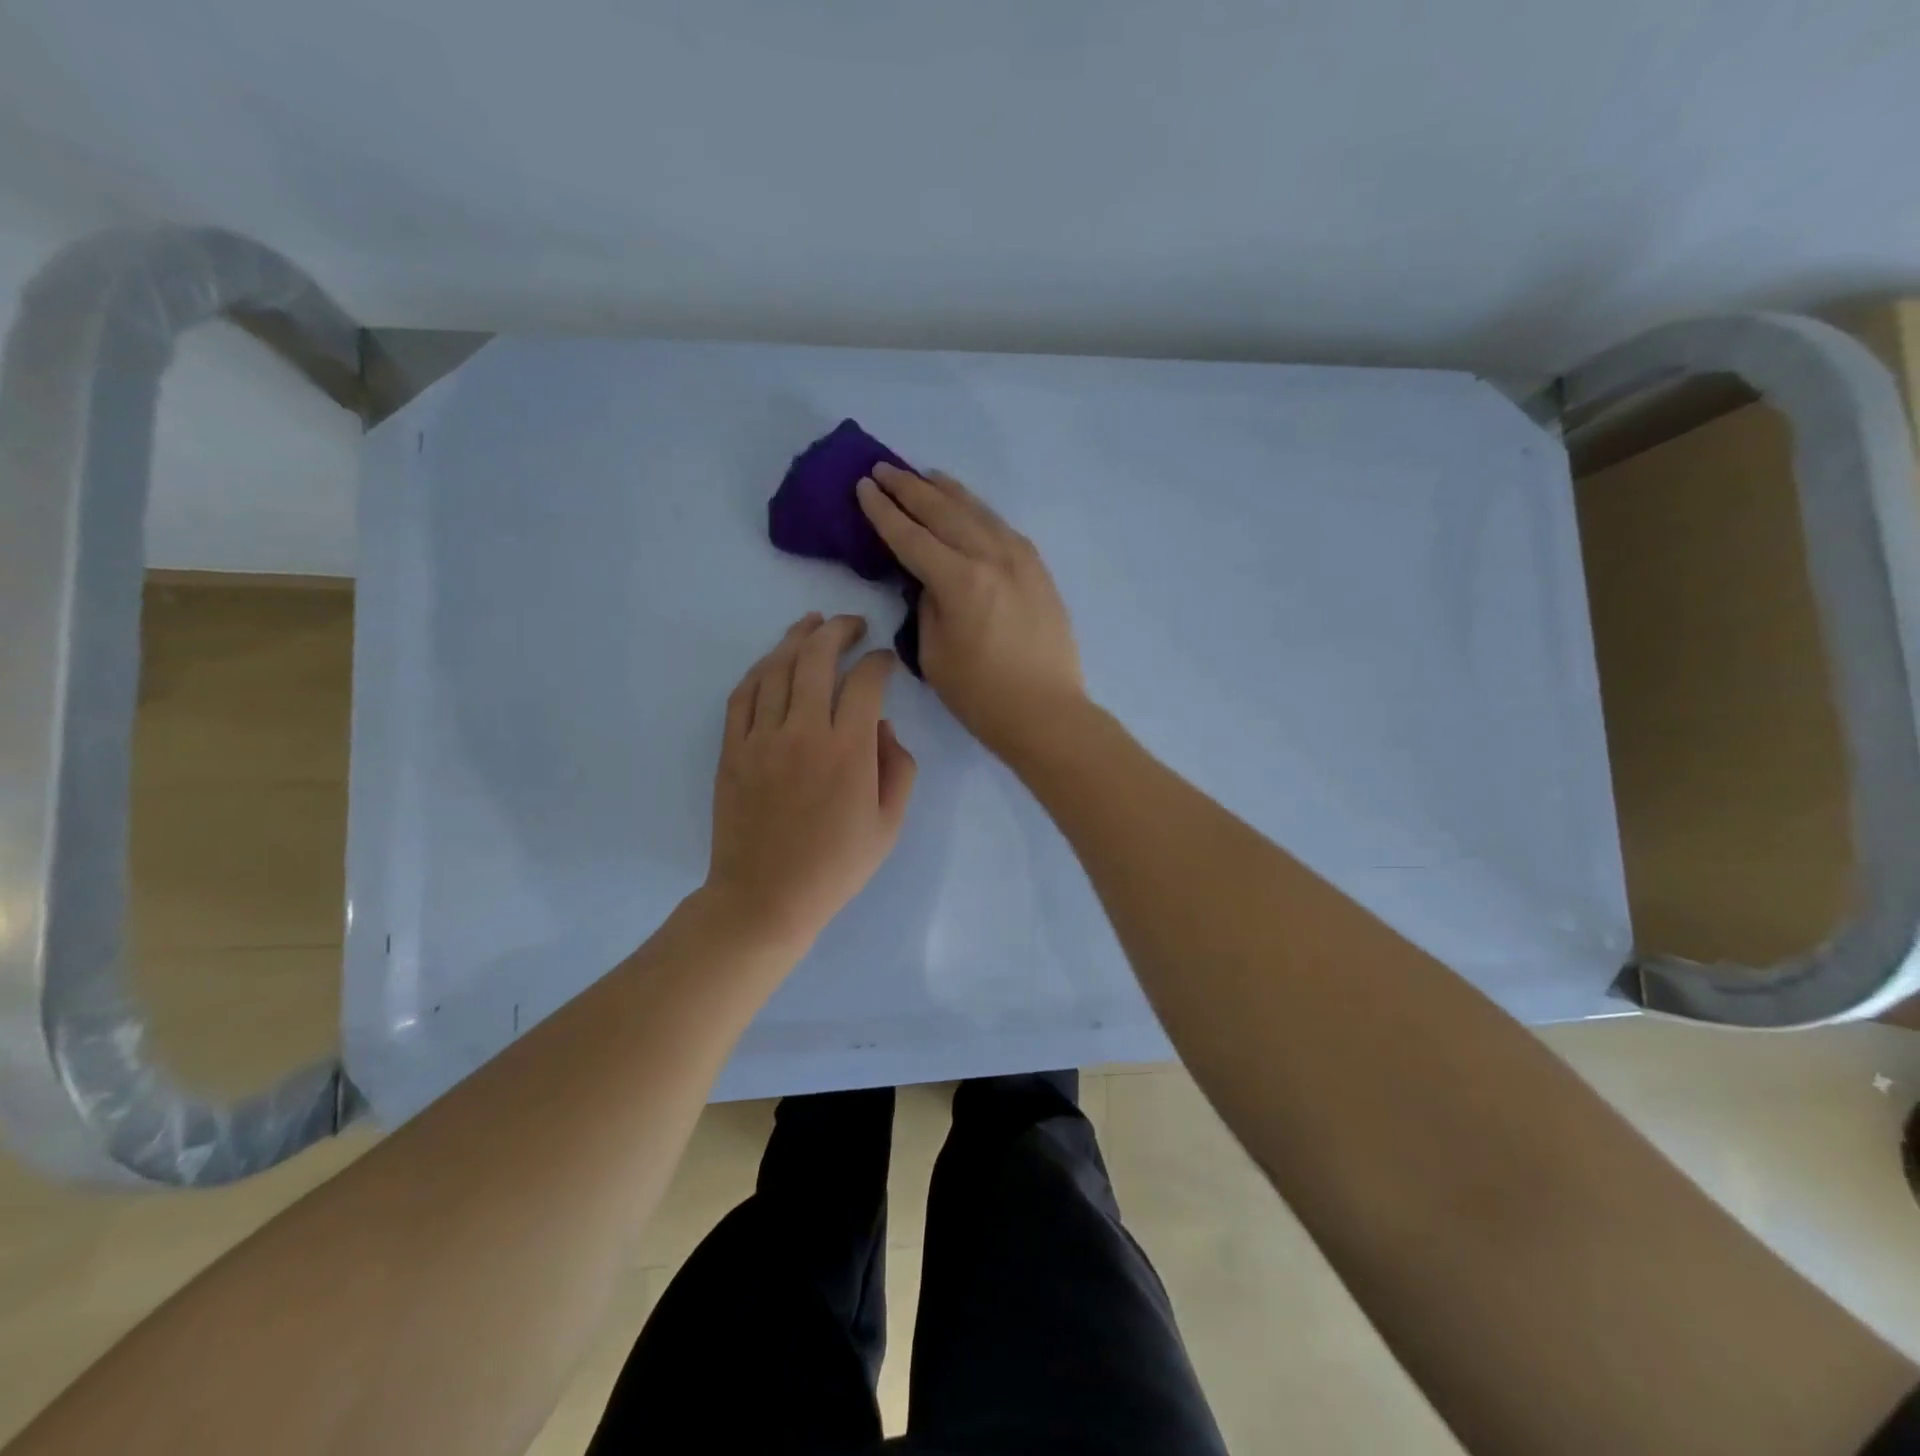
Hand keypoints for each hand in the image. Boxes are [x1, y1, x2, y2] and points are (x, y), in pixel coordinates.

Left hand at [705, 613, 917, 947]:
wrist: (766, 898)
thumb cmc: (835, 866)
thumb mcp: (889, 825)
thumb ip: (899, 768)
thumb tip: (883, 726)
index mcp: (848, 750)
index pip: (864, 681)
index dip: (879, 661)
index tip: (886, 660)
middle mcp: (803, 732)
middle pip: (816, 658)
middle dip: (837, 631)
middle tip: (852, 624)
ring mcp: (761, 738)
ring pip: (776, 668)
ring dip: (796, 638)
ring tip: (811, 623)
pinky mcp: (732, 749)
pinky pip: (743, 695)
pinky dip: (760, 670)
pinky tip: (773, 660)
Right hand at [857, 463, 1083, 757]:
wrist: (1047, 712)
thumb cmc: (981, 695)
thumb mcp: (934, 653)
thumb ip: (927, 604)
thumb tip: (930, 579)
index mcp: (960, 580)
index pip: (910, 536)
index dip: (883, 511)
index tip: (863, 486)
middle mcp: (991, 557)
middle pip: (943, 512)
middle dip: (909, 489)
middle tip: (883, 469)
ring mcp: (1020, 559)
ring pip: (977, 512)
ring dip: (946, 491)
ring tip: (923, 475)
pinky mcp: (1038, 569)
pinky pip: (1001, 527)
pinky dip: (978, 511)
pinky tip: (968, 508)